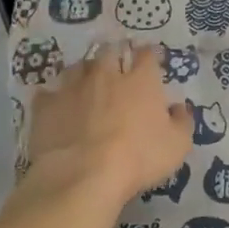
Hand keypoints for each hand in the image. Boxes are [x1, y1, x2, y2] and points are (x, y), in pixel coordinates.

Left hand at [24, 44, 190, 208]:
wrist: (83, 176)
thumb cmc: (138, 158)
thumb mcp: (177, 146)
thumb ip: (182, 122)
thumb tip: (179, 108)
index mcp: (140, 80)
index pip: (147, 54)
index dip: (149, 55)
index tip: (150, 61)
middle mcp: (106, 74)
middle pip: (109, 51)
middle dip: (114, 55)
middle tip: (116, 66)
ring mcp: (73, 87)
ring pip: (77, 67)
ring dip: (83, 72)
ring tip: (85, 83)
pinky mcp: (46, 106)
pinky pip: (48, 93)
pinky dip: (53, 97)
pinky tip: (57, 107)